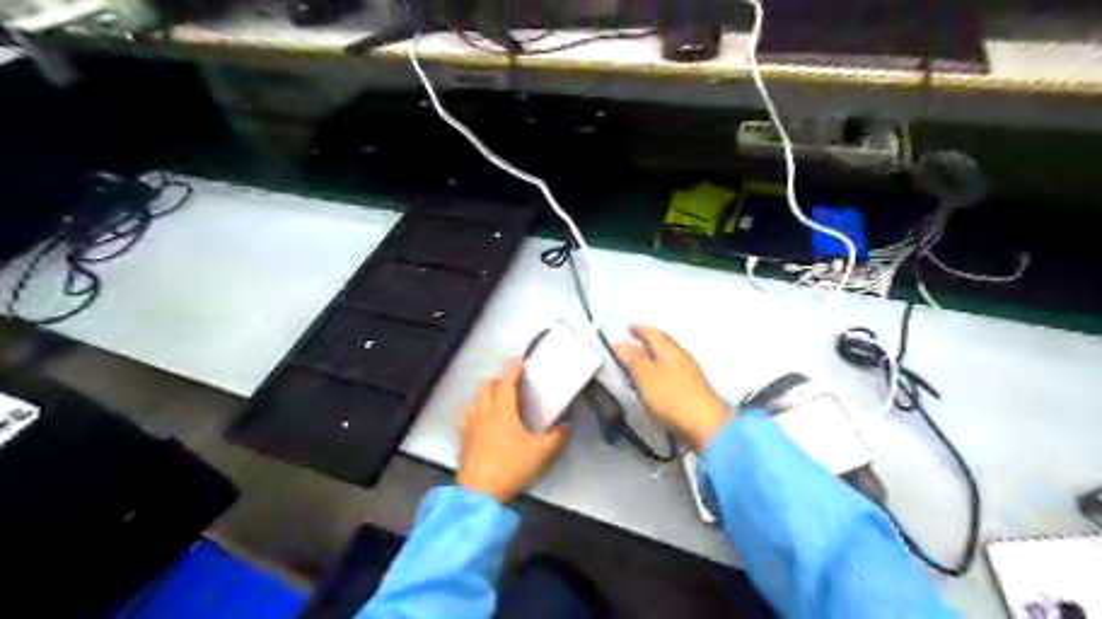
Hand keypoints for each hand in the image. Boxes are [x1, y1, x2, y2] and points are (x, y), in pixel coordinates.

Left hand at [456, 359, 566, 505]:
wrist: (479, 493)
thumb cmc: (511, 467)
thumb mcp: (540, 453)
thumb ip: (556, 437)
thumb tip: (565, 425)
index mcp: (502, 410)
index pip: (507, 382)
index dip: (513, 370)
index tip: (518, 362)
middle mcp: (484, 412)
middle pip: (487, 386)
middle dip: (498, 380)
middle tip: (511, 384)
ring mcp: (470, 424)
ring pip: (475, 398)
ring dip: (485, 393)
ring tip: (497, 398)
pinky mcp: (463, 438)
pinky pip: (467, 414)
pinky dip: (475, 408)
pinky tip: (481, 418)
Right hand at [611, 327, 728, 452]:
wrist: (706, 427)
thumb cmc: (672, 398)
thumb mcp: (644, 376)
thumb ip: (631, 359)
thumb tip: (620, 344)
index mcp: (670, 349)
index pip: (652, 332)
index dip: (639, 329)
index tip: (628, 328)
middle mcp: (682, 357)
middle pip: (661, 344)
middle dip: (646, 343)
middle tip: (630, 345)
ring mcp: (690, 374)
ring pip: (667, 359)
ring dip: (652, 359)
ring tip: (638, 365)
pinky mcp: (692, 391)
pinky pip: (671, 373)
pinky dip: (659, 373)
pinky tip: (653, 383)